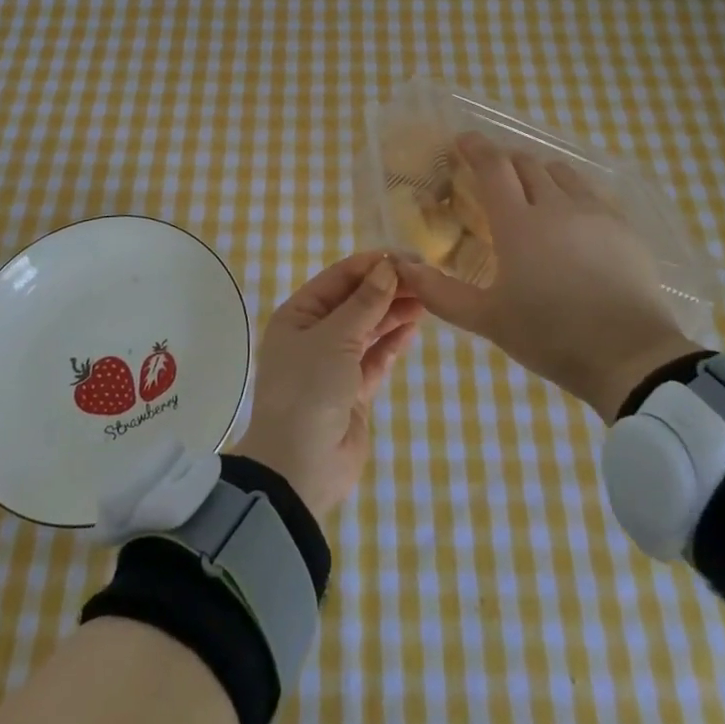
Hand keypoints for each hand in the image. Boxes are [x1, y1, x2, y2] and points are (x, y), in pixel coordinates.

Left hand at [228, 251, 422, 518]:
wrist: (300, 466)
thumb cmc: (308, 389)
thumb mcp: (334, 338)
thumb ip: (365, 303)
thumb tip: (388, 267)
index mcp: (297, 315)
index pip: (337, 278)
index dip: (370, 265)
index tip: (405, 257)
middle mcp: (313, 334)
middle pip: (355, 302)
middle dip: (386, 289)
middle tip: (424, 278)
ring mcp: (334, 363)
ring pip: (367, 329)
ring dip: (393, 313)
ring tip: (426, 297)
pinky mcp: (353, 391)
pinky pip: (375, 357)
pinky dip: (392, 342)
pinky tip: (414, 326)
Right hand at [394, 132, 695, 420]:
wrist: (630, 357)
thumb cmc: (551, 335)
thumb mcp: (488, 320)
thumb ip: (440, 293)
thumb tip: (402, 268)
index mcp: (518, 223)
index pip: (493, 166)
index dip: (475, 147)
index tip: (462, 140)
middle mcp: (555, 205)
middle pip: (527, 164)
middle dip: (506, 161)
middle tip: (494, 176)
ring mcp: (594, 213)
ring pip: (562, 174)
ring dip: (540, 174)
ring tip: (533, 193)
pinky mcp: (623, 228)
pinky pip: (592, 194)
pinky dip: (573, 193)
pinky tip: (573, 218)